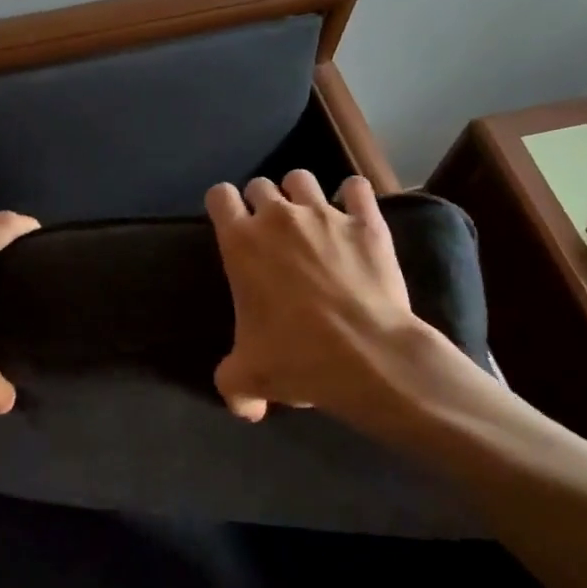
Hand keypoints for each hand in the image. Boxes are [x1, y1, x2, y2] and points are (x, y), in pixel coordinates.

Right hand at [205, 171, 434, 422]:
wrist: (368, 356)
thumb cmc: (297, 357)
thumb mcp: (249, 378)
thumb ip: (233, 386)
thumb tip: (244, 409)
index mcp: (240, 242)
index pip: (218, 195)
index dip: (223, 206)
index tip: (232, 223)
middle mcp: (277, 217)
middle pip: (260, 185)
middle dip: (262, 202)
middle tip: (272, 233)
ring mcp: (324, 215)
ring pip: (302, 179)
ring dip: (300, 194)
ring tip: (310, 219)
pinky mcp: (366, 222)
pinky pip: (357, 189)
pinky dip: (353, 196)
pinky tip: (354, 213)